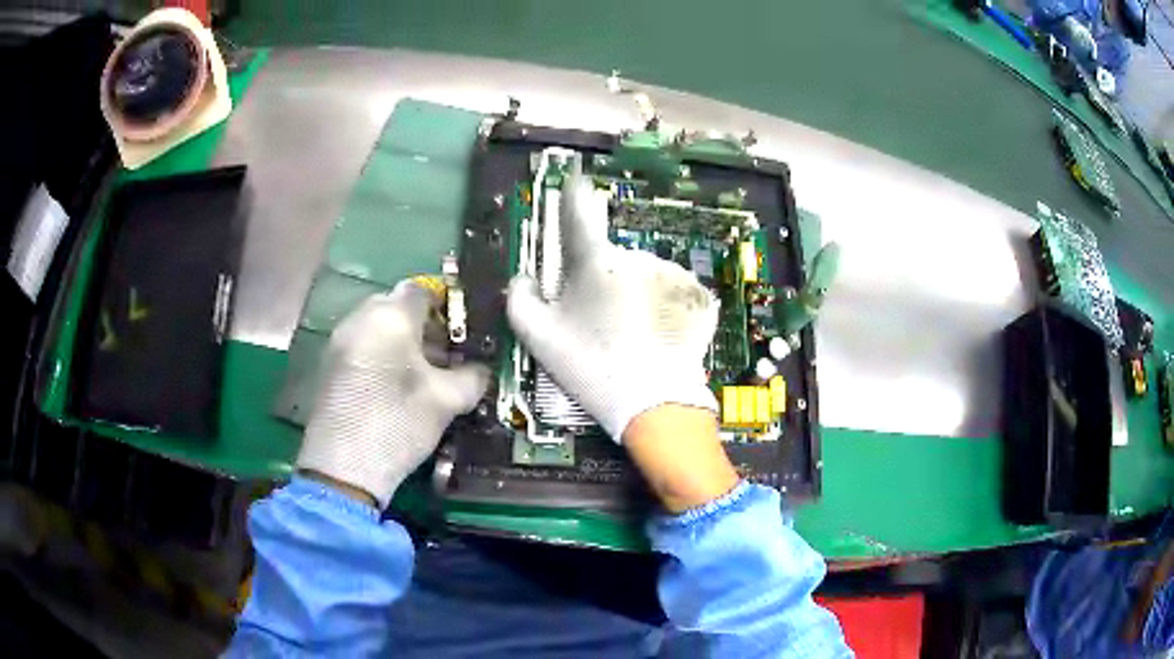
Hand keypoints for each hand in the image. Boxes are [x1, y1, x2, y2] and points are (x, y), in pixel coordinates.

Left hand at [297, 281, 489, 507]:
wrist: (343, 466)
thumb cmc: (398, 423)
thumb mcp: (446, 401)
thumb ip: (472, 377)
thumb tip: (481, 369)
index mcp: (390, 316)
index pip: (423, 289)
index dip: (447, 304)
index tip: (464, 329)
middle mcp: (361, 317)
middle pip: (398, 305)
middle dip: (425, 325)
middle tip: (447, 354)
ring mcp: (340, 340)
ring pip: (378, 325)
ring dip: (403, 340)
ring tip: (424, 374)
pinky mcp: (329, 364)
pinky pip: (363, 343)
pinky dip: (382, 353)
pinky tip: (396, 385)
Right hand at [506, 172, 719, 440]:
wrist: (653, 404)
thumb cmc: (591, 367)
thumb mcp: (540, 338)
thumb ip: (520, 298)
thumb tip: (524, 276)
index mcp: (596, 261)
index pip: (578, 212)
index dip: (573, 193)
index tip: (574, 177)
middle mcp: (636, 256)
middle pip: (612, 258)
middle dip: (603, 279)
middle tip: (599, 321)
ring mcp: (671, 273)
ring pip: (643, 275)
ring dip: (635, 293)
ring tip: (632, 334)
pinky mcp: (696, 294)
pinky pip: (670, 290)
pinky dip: (662, 305)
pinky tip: (656, 335)